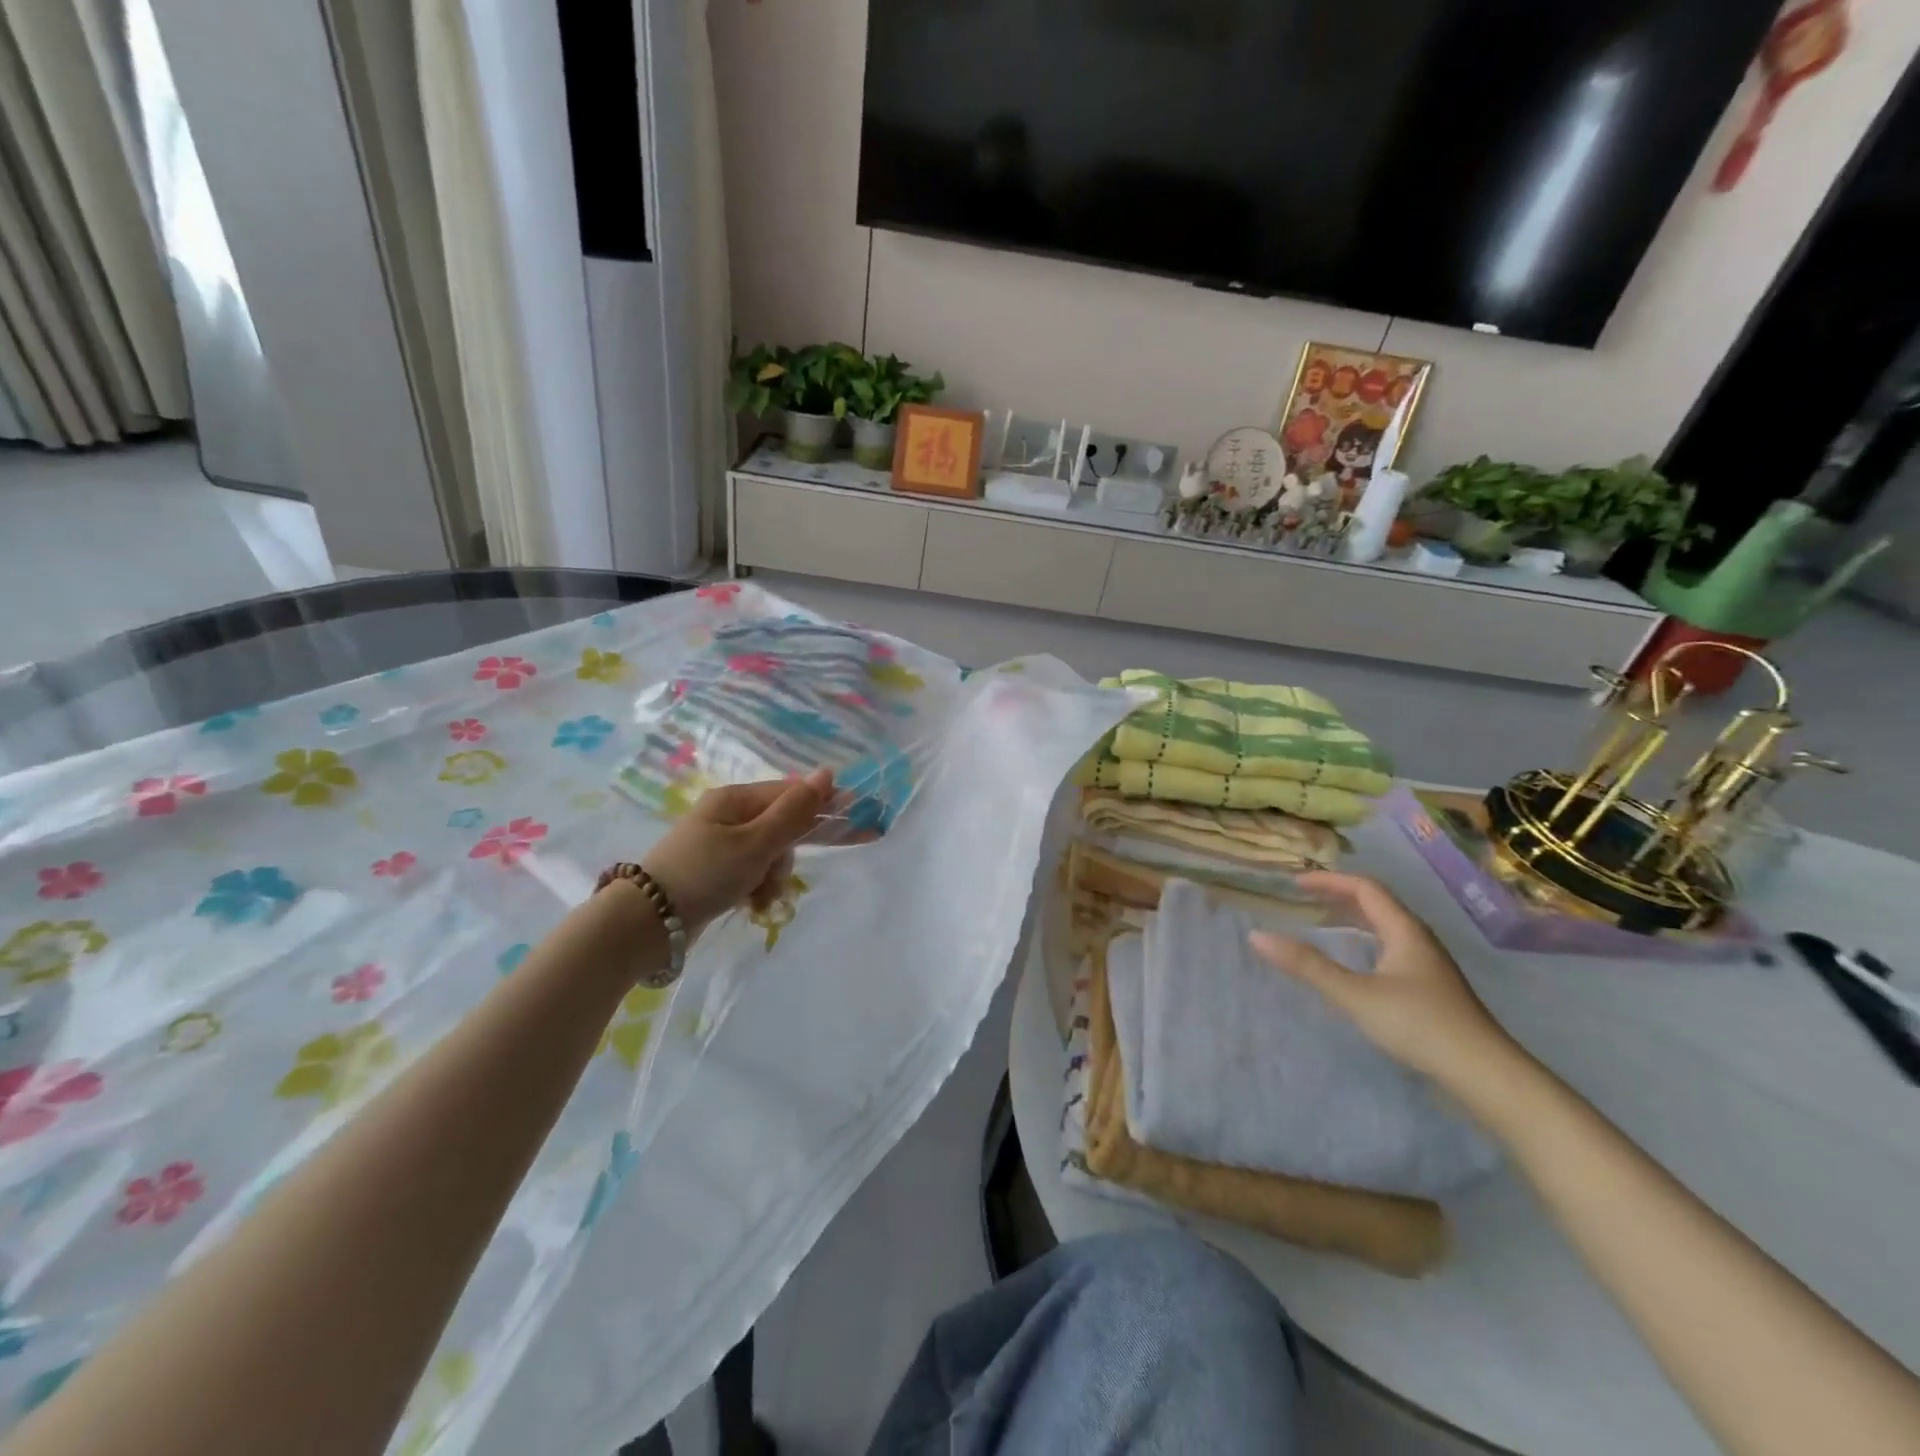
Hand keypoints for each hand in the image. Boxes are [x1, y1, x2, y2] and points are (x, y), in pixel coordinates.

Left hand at [642, 769, 832, 937]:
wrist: (647, 923)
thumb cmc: (704, 874)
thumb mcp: (755, 843)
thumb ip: (795, 811)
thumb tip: (827, 773)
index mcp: (736, 799)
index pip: (793, 794)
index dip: (826, 805)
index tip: (860, 818)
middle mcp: (730, 816)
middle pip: (783, 825)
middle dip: (790, 851)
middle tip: (808, 864)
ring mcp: (722, 844)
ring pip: (771, 853)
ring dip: (773, 875)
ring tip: (759, 896)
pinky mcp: (718, 871)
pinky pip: (754, 872)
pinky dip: (758, 888)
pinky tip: (751, 905)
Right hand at [1249, 872, 1522, 1091]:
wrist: (1486, 1075)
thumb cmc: (1419, 1025)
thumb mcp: (1355, 994)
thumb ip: (1307, 965)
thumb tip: (1257, 936)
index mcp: (1405, 930)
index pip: (1365, 888)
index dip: (1329, 881)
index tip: (1295, 884)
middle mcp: (1419, 940)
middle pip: (1378, 905)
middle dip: (1340, 897)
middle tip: (1304, 901)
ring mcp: (1429, 966)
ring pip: (1386, 929)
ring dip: (1354, 921)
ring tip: (1323, 926)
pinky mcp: (1431, 990)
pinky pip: (1391, 950)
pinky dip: (1365, 944)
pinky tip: (1355, 966)